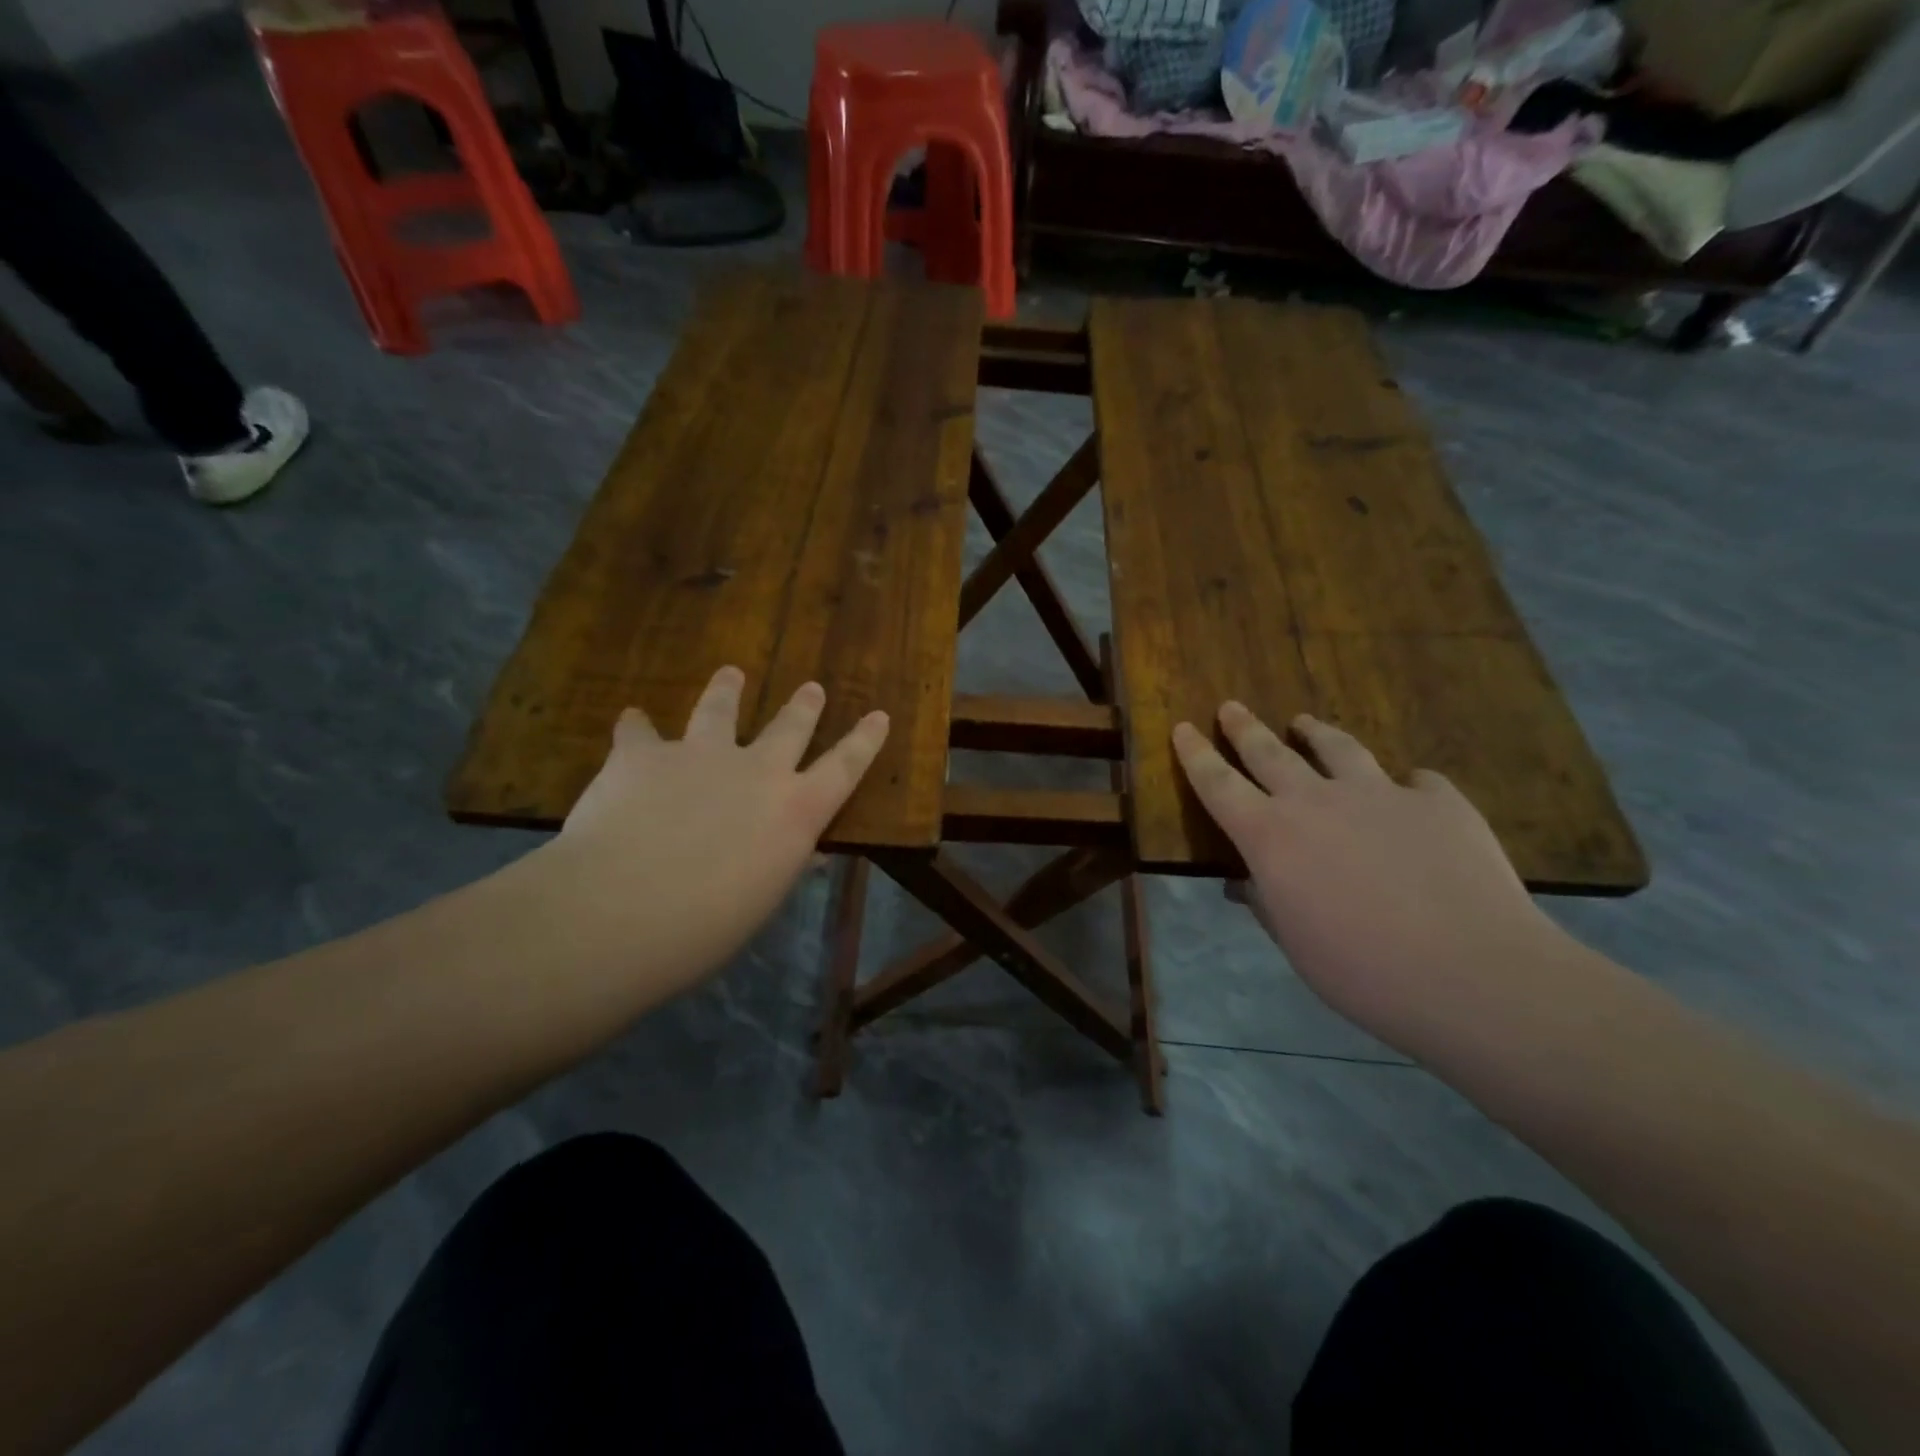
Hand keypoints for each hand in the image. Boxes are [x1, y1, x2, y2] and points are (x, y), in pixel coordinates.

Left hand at [549, 666, 888, 998]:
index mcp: (796, 809)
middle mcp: (757, 769)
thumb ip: (783, 862)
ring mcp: (700, 754)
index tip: (878, 715)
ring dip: (727, 690)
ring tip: (731, 673)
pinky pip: (640, 731)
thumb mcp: (763, 898)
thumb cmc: (707, 925)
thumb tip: (805, 852)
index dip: (864, 740)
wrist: (624, 907)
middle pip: (789, 727)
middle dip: (804, 707)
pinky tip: (631, 720)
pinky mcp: (643, 754)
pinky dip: (637, 727)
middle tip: (812, 688)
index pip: (845, 767)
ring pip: (719, 710)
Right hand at [1173, 704, 1567, 1053]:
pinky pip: (1414, 781)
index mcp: (1271, 837)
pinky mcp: (1437, 801)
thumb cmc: (1362, 971)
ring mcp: (1379, 794)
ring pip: (1336, 748)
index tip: (1183, 728)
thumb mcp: (1295, 943)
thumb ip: (1266, 903)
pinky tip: (1409, 790)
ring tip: (1304, 723)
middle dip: (1244, 728)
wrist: (1473, 974)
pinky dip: (1402, 784)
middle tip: (1231, 706)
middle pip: (1269, 752)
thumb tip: (1244, 883)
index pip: (1218, 785)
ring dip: (1314, 733)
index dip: (1196, 755)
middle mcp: (1316, 801)